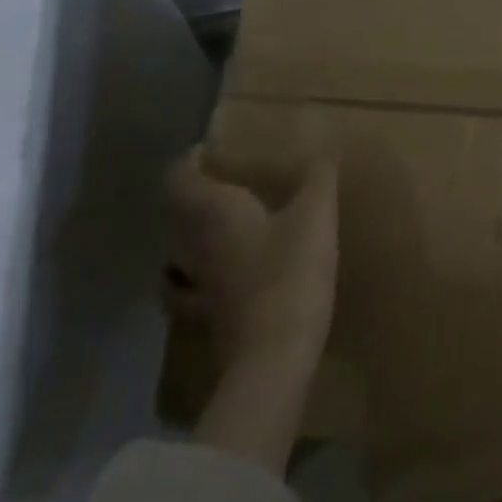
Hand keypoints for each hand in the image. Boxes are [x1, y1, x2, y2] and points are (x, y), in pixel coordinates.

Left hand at [164, 147, 338, 375]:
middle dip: (195, 196)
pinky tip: (221, 279)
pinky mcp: (210, 318)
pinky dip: (198, 280)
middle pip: (177, 215)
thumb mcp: (315, 215)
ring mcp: (199, 286)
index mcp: (215, 213)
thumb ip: (318, 177)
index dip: (189, 161)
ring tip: (219, 227)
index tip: (210, 149)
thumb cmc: (291, 272)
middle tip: (225, 181)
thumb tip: (324, 145)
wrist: (274, 356)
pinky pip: (193, 291)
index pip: (180, 178)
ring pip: (179, 254)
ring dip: (191, 238)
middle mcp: (196, 246)